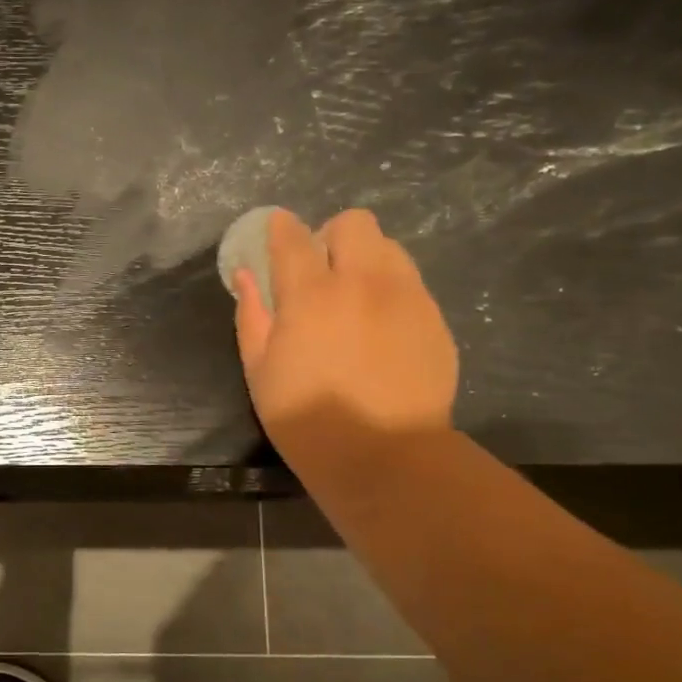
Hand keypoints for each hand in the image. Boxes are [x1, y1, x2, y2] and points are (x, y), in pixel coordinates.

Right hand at [234, 209, 457, 449]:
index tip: (276, 231)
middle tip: (321, 271)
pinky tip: (381, 328)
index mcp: (311, 295)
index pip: (293, 237)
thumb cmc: (307, 419)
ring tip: (355, 296)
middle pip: (353, 223)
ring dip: (366, 258)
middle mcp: (363, 282)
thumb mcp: (260, 371)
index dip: (280, 227)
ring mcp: (407, 298)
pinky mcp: (434, 320)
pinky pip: (411, 283)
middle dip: (332, 236)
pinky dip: (390, 290)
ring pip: (389, 247)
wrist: (386, 458)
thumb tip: (246, 277)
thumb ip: (251, 316)